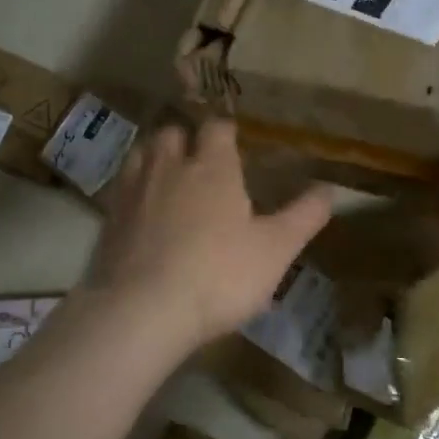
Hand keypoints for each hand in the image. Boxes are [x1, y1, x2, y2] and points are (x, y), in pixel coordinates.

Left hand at [80, 121, 333, 356]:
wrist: (143, 310)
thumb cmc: (219, 275)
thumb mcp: (275, 250)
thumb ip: (304, 216)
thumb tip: (330, 187)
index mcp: (212, 167)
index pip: (217, 128)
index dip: (226, 131)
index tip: (235, 140)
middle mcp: (169, 167)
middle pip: (173, 133)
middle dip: (185, 138)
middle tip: (199, 159)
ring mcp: (133, 191)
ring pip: (142, 154)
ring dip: (155, 157)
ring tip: (168, 176)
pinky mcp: (108, 219)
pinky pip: (121, 188)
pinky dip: (133, 189)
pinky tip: (142, 211)